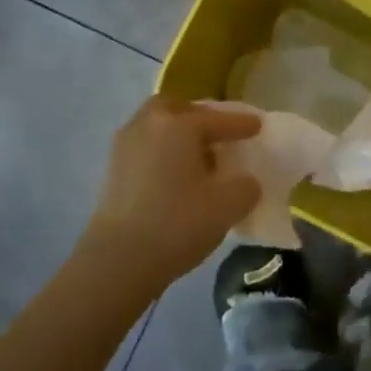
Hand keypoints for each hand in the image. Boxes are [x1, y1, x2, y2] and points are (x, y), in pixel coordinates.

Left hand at [80, 97, 262, 294]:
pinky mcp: (112, 170)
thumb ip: (245, 186)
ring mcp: (125, 146)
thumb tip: (243, 182)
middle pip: (177, 109)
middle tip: (218, 135)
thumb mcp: (228, 206)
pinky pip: (145, 147)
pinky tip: (175, 175)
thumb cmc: (177, 224)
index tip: (258, 125)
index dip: (242, 123)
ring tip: (198, 158)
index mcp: (178, 125)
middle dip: (199, 117)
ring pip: (157, 126)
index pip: (218, 118)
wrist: (118, 261)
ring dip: (178, 135)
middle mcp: (148, 124)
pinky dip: (163, 152)